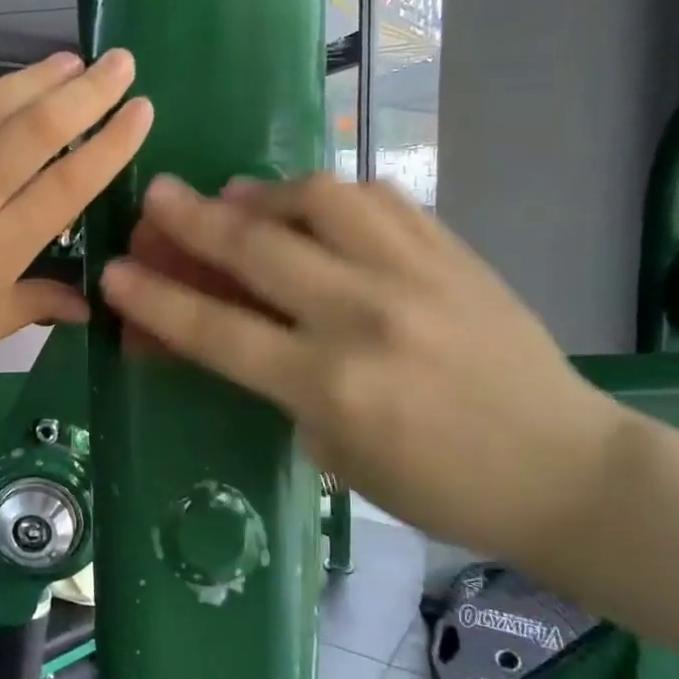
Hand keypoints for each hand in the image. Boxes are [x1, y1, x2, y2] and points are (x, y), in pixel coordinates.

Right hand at [99, 174, 624, 565]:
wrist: (564, 470)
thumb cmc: (439, 486)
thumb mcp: (336, 452)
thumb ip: (278, 384)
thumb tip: (230, 328)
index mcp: (331, 386)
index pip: (218, 330)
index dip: (155, 299)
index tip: (113, 272)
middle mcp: (365, 316)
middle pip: (257, 248)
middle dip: (192, 219)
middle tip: (155, 195)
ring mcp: (415, 273)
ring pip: (321, 199)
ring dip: (265, 192)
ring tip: (239, 196)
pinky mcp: (453, 251)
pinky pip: (379, 198)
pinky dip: (333, 195)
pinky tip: (316, 203)